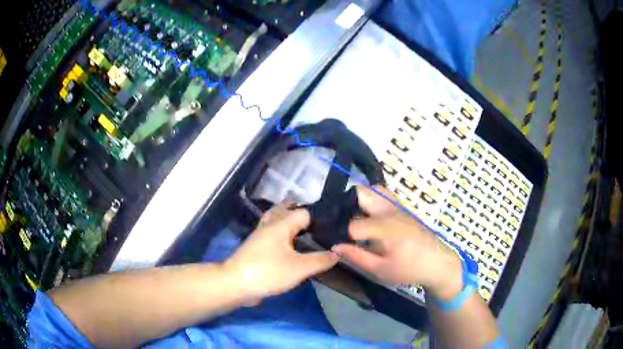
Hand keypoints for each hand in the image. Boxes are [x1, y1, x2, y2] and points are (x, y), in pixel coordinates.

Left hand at [223, 204, 338, 303]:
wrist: (236, 284)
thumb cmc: (268, 272)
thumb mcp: (299, 268)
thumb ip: (320, 260)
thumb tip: (338, 253)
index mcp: (280, 225)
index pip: (302, 213)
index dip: (317, 218)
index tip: (331, 228)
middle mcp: (269, 226)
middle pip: (284, 211)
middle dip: (298, 214)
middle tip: (317, 226)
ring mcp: (259, 237)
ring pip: (275, 222)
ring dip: (287, 223)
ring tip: (304, 232)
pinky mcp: (255, 249)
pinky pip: (270, 235)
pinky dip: (280, 235)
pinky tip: (288, 247)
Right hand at [332, 186, 462, 299]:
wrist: (437, 262)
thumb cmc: (410, 269)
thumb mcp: (381, 270)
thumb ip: (357, 257)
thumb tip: (334, 247)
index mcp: (386, 229)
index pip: (354, 225)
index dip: (344, 235)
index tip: (341, 244)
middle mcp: (391, 211)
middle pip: (362, 193)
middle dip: (348, 205)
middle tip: (344, 224)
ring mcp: (398, 206)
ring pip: (375, 190)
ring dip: (361, 199)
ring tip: (357, 218)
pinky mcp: (403, 207)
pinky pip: (385, 194)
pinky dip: (374, 199)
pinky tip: (372, 216)